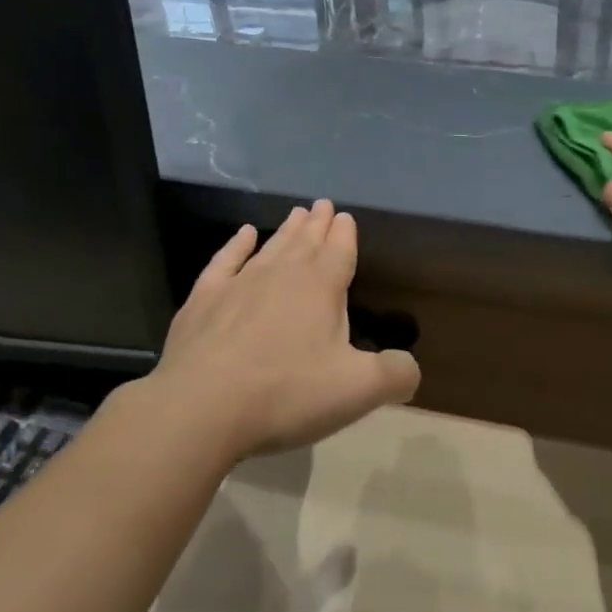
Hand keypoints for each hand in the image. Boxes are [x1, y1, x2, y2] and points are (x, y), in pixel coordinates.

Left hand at [149, 201, 419, 458]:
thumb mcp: (357, 391)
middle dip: (318, 224)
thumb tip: (410, 367)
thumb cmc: (287, 393)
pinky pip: (225, 260)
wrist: (201, 406)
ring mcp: (239, 283)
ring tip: (297, 213)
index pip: (339, 250)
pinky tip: (245, 234)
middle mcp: (282, 274)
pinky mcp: (204, 299)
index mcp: (321, 287)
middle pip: (306, 241)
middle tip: (323, 204)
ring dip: (287, 230)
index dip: (345, 233)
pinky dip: (237, 244)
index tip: (345, 216)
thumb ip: (394, 374)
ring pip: (271, 247)